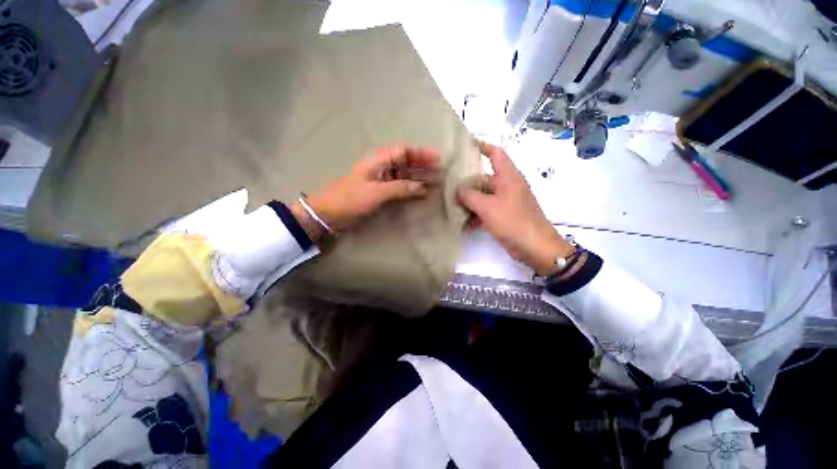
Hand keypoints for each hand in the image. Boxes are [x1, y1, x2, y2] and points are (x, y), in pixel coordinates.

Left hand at [291, 146, 440, 242]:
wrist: (329, 213)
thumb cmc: (351, 199)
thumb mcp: (377, 192)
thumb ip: (400, 188)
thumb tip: (423, 188)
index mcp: (378, 160)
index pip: (404, 151)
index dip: (421, 153)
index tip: (437, 159)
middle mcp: (381, 166)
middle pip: (405, 161)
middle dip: (422, 164)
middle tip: (440, 170)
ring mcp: (380, 180)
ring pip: (403, 174)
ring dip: (418, 176)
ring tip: (434, 181)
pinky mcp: (379, 191)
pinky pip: (399, 186)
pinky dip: (410, 188)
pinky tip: (420, 192)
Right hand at [457, 142, 573, 275]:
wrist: (535, 247)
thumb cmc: (513, 222)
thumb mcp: (487, 207)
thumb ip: (469, 196)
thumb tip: (458, 190)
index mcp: (508, 177)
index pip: (496, 153)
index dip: (482, 146)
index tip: (466, 145)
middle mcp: (508, 186)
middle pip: (485, 177)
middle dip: (468, 182)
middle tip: (448, 184)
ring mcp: (507, 201)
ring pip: (484, 195)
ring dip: (470, 201)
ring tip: (452, 205)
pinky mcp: (505, 215)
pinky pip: (488, 209)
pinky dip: (477, 214)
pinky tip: (464, 223)